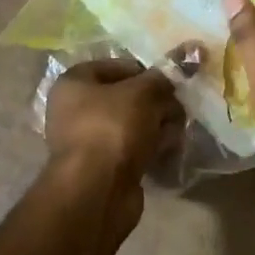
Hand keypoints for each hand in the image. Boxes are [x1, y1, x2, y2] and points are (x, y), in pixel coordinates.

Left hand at [44, 58, 182, 235]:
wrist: (97, 189)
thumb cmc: (113, 127)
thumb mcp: (143, 92)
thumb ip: (161, 78)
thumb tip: (178, 68)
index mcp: (75, 82)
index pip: (117, 66)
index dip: (147, 72)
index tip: (170, 83)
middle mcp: (75, 109)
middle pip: (128, 97)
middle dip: (157, 103)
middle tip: (177, 111)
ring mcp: (88, 140)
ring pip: (133, 124)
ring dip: (158, 127)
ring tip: (175, 133)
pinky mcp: (102, 167)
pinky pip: (132, 149)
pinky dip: (150, 149)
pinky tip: (166, 152)